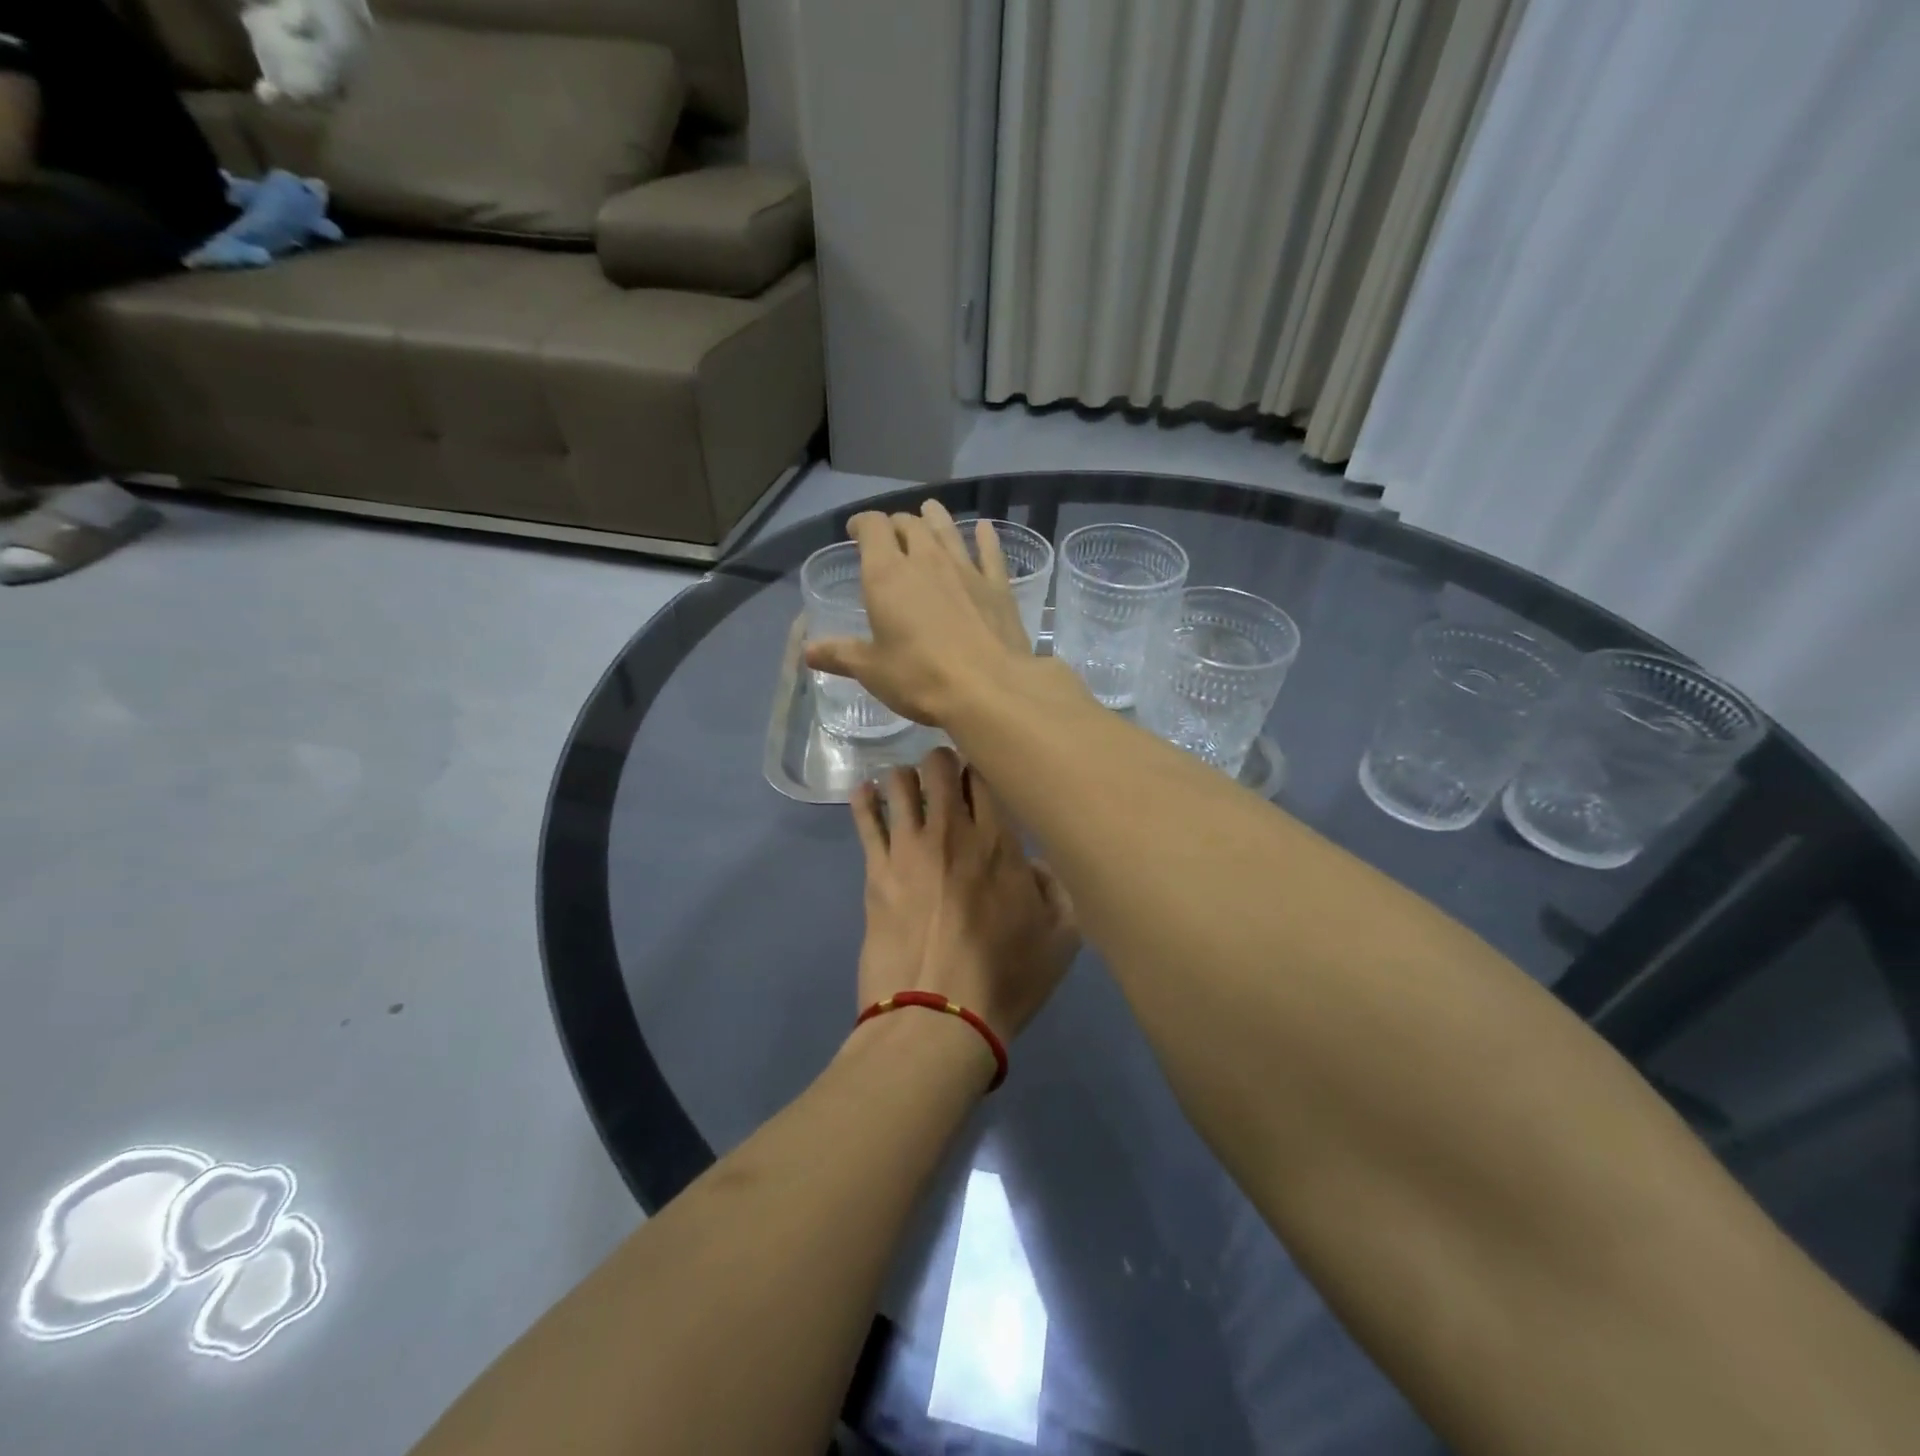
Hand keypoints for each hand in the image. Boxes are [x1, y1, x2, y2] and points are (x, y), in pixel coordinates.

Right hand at [805, 501, 1034, 727]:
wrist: (989, 689)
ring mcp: (966, 570)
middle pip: (910, 525)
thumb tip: (808, 651)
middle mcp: (926, 560)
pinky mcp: (997, 586)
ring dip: (936, 518)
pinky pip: (990, 552)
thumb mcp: (872, 671)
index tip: (855, 530)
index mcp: (887, 575)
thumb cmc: (920, 678)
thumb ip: (840, 655)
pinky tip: (985, 529)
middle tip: (892, 533)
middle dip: (896, 524)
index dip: (862, 524)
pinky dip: (985, 537)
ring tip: (930, 510)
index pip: (872, 528)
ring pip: (948, 531)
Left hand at [852, 749, 1078, 1044]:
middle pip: (939, 765)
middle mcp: (952, 830)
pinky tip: (866, 791)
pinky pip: (864, 818)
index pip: (983, 775)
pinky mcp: (875, 870)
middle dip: (941, 762)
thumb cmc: (1005, 979)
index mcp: (999, 841)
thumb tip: (1036, 863)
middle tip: (943, 778)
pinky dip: (865, 798)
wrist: (938, 1018)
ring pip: (899, 782)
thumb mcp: (1062, 939)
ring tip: (906, 789)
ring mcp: (908, 848)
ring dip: (905, 777)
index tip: (978, 777)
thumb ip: (1058, 888)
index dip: (979, 767)